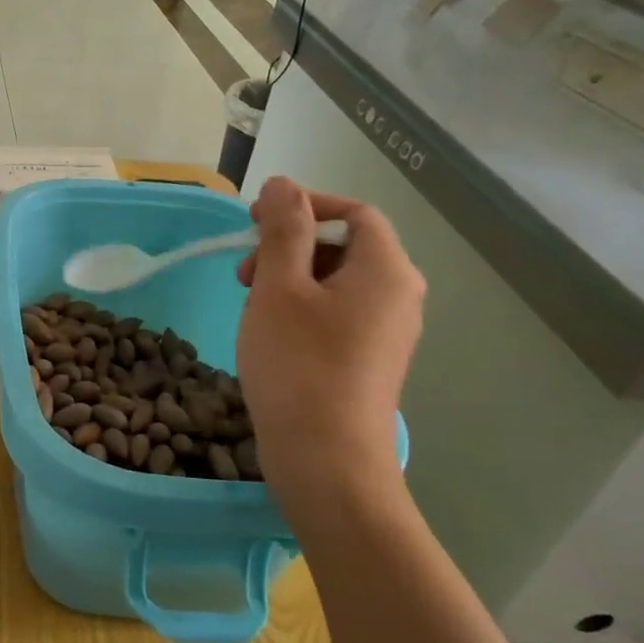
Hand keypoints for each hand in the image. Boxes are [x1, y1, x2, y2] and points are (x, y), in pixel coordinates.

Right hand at [235, 178, 423, 509]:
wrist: (326, 459)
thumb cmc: (298, 364)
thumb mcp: (279, 287)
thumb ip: (282, 230)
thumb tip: (284, 184)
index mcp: (386, 269)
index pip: (354, 213)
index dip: (305, 206)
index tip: (255, 222)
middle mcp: (399, 295)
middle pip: (346, 246)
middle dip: (290, 246)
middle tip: (244, 272)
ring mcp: (389, 331)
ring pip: (338, 281)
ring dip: (291, 278)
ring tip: (252, 304)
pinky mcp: (372, 359)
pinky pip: (340, 313)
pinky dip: (304, 308)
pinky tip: (271, 333)